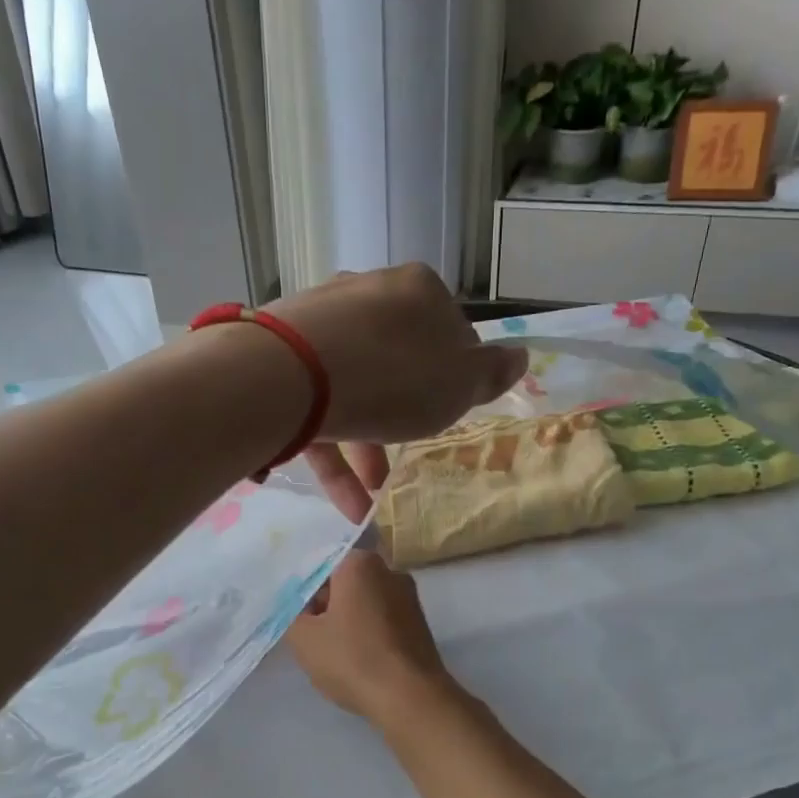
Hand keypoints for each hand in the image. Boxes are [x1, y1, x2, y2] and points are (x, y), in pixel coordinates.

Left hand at [266, 265, 526, 520]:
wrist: (288, 376)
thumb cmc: (393, 377)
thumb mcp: (458, 384)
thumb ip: (490, 374)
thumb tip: (519, 356)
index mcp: (417, 292)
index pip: (450, 333)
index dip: (455, 378)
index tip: (450, 415)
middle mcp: (366, 296)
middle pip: (398, 362)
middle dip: (406, 419)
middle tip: (411, 461)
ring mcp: (318, 325)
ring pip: (355, 391)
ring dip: (368, 450)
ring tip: (375, 502)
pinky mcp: (280, 360)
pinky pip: (317, 409)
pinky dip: (335, 454)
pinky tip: (348, 505)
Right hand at [285, 550, 460, 725]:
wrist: (411, 698)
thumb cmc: (353, 659)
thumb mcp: (304, 638)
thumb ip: (293, 612)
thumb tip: (301, 603)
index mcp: (360, 563)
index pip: (322, 559)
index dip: (304, 583)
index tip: (295, 607)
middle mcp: (390, 571)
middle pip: (345, 579)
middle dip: (326, 601)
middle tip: (309, 631)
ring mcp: (409, 597)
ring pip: (365, 599)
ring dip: (347, 618)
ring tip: (332, 649)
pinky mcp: (419, 623)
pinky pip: (383, 618)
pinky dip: (367, 631)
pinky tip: (357, 657)